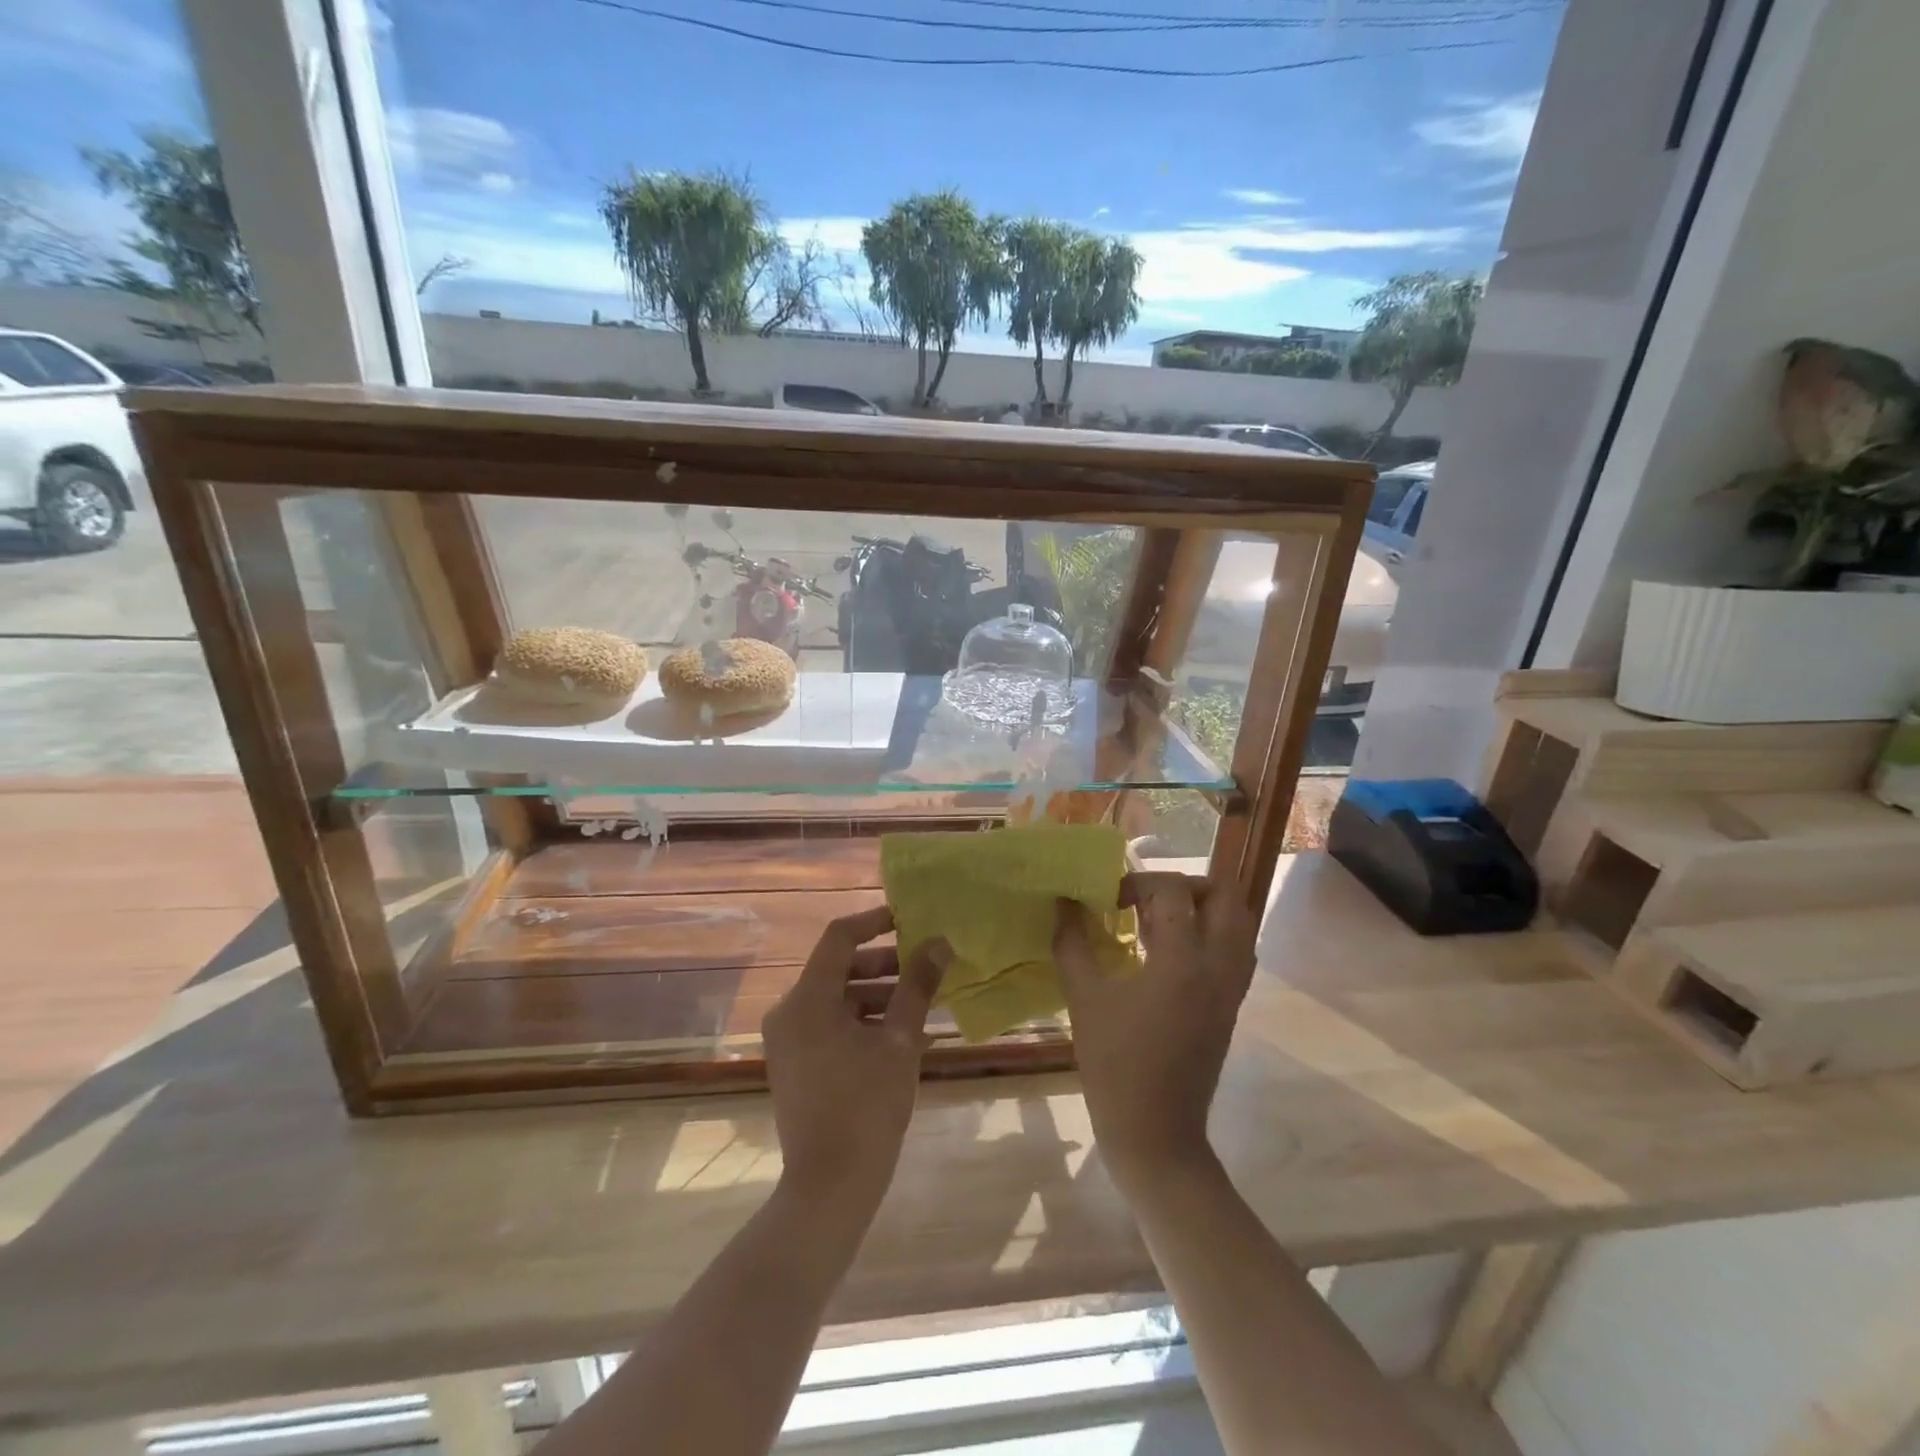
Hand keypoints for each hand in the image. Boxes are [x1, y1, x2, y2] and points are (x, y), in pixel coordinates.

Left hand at [763, 906, 947, 1212]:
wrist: (830, 1185)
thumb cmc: (867, 1105)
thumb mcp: (901, 1041)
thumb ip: (918, 986)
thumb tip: (939, 943)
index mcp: (808, 999)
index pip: (839, 937)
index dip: (874, 921)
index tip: (908, 920)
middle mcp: (789, 1011)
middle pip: (838, 968)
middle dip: (883, 965)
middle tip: (922, 971)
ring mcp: (787, 1040)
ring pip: (835, 998)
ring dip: (876, 996)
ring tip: (919, 1008)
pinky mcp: (793, 1063)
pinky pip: (828, 1024)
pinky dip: (860, 1021)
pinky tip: (897, 1037)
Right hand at [1054, 873, 1257, 1192]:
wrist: (1156, 1133)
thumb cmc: (1115, 1065)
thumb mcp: (1084, 999)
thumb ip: (1073, 943)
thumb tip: (1063, 903)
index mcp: (1183, 961)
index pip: (1173, 891)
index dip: (1138, 883)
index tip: (1109, 900)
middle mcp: (1218, 966)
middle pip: (1225, 896)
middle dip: (1186, 885)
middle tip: (1147, 898)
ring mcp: (1231, 988)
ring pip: (1238, 922)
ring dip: (1203, 908)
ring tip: (1160, 921)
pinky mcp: (1231, 1006)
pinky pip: (1236, 951)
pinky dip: (1211, 935)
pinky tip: (1171, 952)